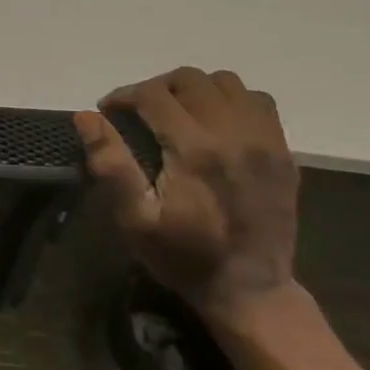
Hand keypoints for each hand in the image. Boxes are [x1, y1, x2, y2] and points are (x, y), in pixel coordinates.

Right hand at [74, 67, 298, 317]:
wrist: (250, 290)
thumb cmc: (183, 256)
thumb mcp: (135, 219)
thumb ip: (111, 164)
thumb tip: (86, 116)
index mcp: (195, 149)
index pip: (153, 94)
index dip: (123, 96)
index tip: (109, 112)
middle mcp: (233, 134)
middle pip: (190, 79)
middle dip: (157, 88)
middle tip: (140, 113)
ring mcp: (264, 140)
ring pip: (226, 83)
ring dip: (195, 90)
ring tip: (178, 113)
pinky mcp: (283, 152)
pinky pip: (258, 101)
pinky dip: (232, 100)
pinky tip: (216, 123)